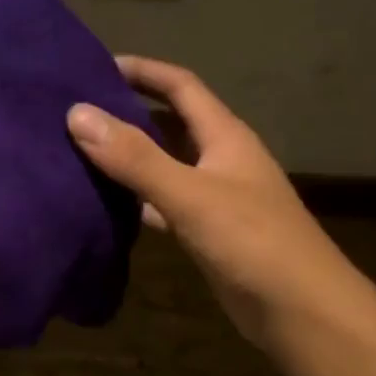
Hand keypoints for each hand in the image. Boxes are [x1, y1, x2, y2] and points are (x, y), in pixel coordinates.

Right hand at [66, 57, 353, 346]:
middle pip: (172, 125)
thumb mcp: (190, 194)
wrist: (299, 309)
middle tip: (79, 113)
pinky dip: (140, 203)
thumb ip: (135, 157)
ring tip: (82, 155)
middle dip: (130, 113)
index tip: (96, 66)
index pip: (181, 86)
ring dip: (132, 160)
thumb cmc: (251, 241)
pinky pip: (167, 206)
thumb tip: (77, 113)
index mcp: (225, 136)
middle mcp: (222, 160)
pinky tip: (109, 208)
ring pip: (167, 167)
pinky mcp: (209, 234)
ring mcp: (217, 199)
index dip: (143, 71)